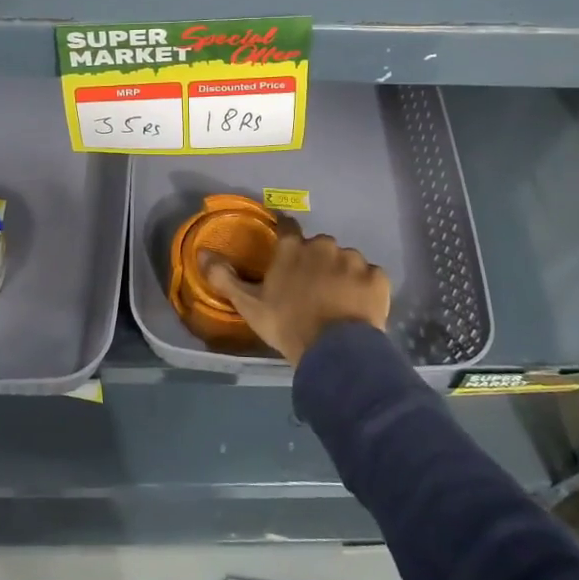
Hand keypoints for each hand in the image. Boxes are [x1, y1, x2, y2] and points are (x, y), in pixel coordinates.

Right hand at [203, 219, 389, 366]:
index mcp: (292, 248)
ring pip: (347, 261)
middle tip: (313, 289)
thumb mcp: (249, 305)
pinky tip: (360, 308)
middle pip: (319, 246)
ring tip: (339, 302)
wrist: (335, 352)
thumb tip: (201, 253)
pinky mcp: (377, 277)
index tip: (286, 250)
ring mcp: (353, 260)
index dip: (286, 236)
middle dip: (317, 262)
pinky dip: (366, 288)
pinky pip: (371, 276)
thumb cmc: (287, 324)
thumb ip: (224, 277)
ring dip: (342, 274)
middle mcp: (323, 245)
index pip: (287, 228)